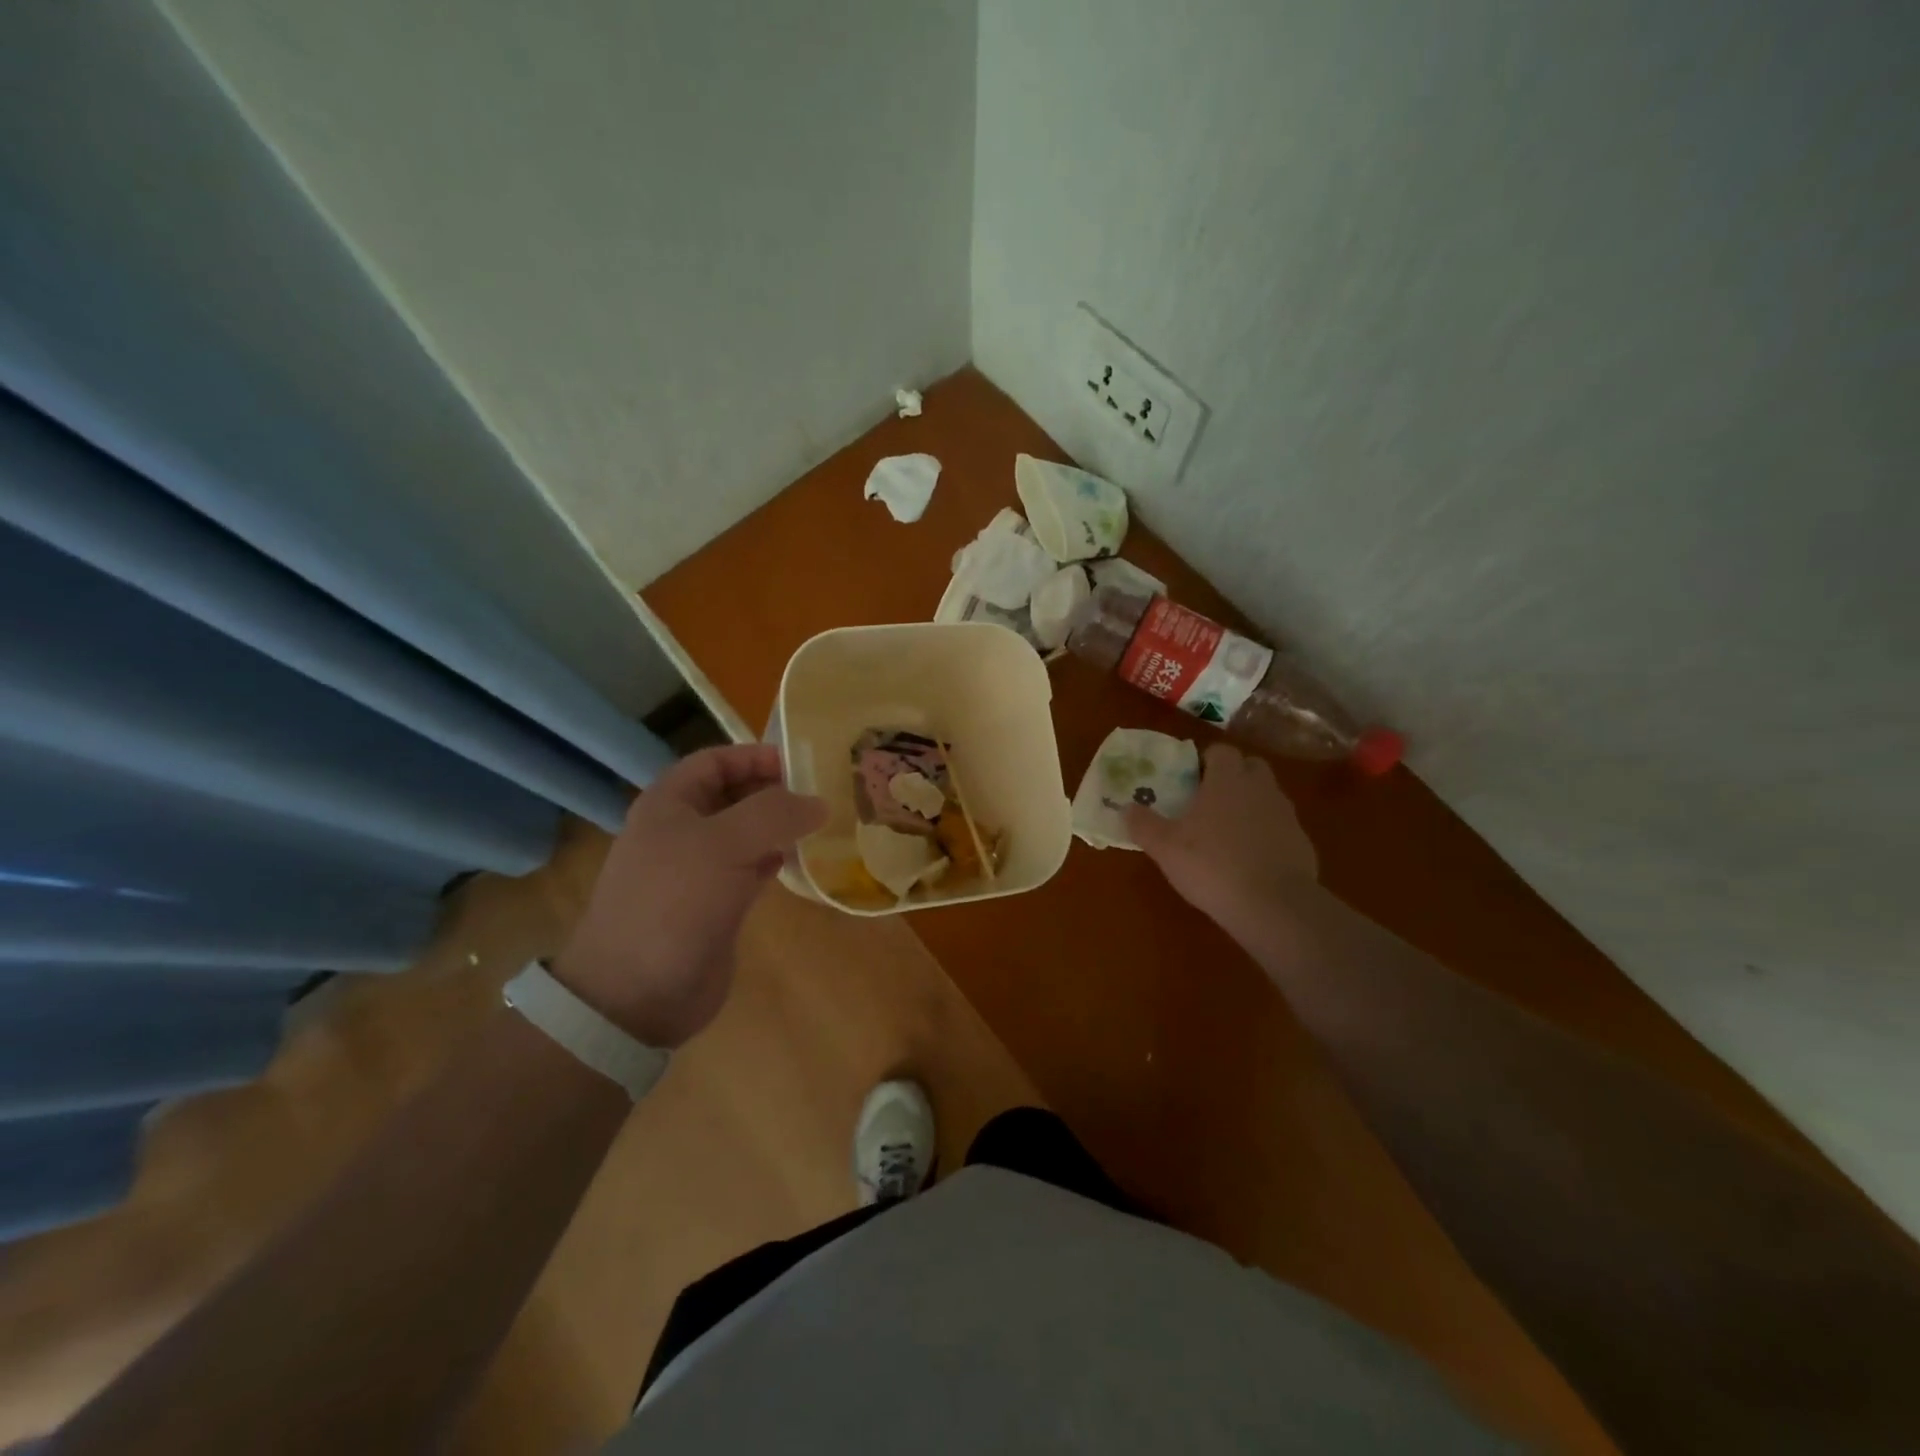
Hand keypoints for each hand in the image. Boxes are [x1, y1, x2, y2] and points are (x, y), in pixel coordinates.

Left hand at [552, 745, 826, 1046]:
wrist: (637, 992)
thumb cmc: (674, 902)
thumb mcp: (723, 843)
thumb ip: (774, 813)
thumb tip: (819, 802)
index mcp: (670, 803)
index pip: (717, 760)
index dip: (756, 756)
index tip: (804, 764)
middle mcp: (683, 830)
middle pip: (734, 795)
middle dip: (775, 790)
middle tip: (823, 793)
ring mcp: (698, 870)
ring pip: (746, 833)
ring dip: (780, 826)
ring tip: (823, 823)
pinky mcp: (715, 904)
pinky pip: (751, 868)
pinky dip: (777, 859)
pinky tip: (803, 860)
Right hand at [1125, 743, 1318, 932]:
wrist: (1274, 905)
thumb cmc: (1212, 865)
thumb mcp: (1165, 848)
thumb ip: (1144, 825)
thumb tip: (1126, 808)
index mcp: (1227, 780)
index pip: (1221, 751)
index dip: (1206, 760)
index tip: (1191, 778)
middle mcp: (1260, 788)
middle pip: (1250, 767)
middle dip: (1232, 777)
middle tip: (1209, 800)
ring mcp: (1285, 815)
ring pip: (1266, 796)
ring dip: (1249, 805)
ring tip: (1226, 833)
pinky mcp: (1302, 842)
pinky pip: (1279, 827)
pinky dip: (1266, 834)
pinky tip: (1249, 860)